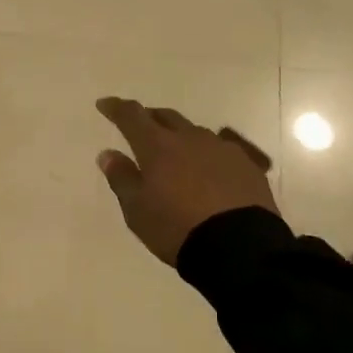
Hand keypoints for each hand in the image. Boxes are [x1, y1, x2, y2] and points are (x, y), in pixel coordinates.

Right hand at [96, 98, 277, 266]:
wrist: (240, 248)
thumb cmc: (177, 228)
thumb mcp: (137, 210)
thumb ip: (121, 178)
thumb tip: (108, 154)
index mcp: (158, 146)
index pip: (132, 116)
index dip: (116, 108)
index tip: (105, 104)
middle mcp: (190, 138)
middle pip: (166, 117)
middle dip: (150, 118)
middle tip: (141, 127)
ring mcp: (222, 149)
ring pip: (195, 132)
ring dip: (180, 137)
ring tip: (176, 153)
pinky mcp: (248, 165)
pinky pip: (222, 150)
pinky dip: (208, 155)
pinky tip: (210, 171)